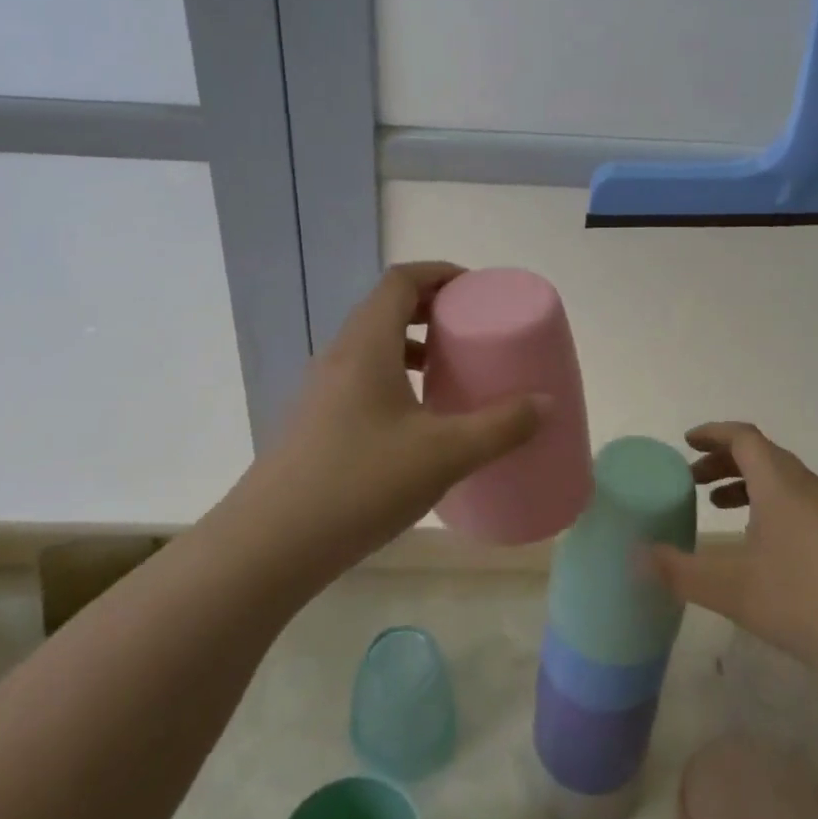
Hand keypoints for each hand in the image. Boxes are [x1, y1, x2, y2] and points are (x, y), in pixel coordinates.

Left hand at [257, 262, 545, 578]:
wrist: (272, 545)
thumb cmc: (361, 483)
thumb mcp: (445, 454)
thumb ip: (501, 427)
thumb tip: (546, 404)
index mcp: (366, 345)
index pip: (400, 281)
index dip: (439, 273)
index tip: (476, 289)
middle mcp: (339, 356)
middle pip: (385, 308)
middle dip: (431, 309)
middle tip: (470, 330)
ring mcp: (321, 390)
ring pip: (372, 345)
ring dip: (411, 345)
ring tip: (448, 372)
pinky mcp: (316, 422)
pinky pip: (361, 377)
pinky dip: (395, 378)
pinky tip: (417, 421)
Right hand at [645, 422, 817, 670]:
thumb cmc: (806, 601)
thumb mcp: (732, 589)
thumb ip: (679, 571)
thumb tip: (634, 556)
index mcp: (779, 484)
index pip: (743, 437)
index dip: (712, 434)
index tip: (686, 442)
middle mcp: (807, 487)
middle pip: (762, 455)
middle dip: (724, 461)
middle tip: (693, 481)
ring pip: (782, 481)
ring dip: (748, 484)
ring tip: (720, 507)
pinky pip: (799, 503)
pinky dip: (770, 506)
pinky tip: (762, 546)